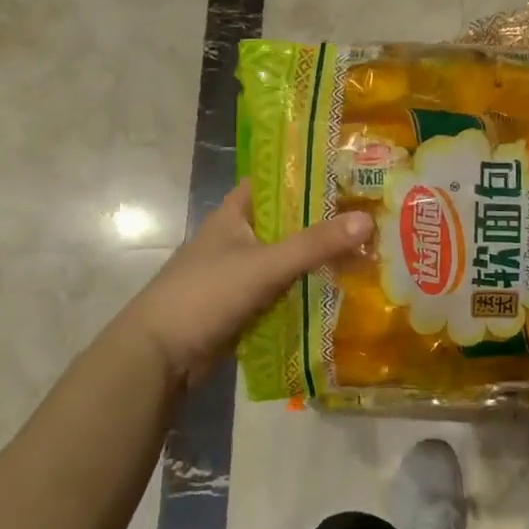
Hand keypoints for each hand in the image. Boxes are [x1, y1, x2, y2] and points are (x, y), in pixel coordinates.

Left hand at [109, 181, 371, 387]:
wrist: (158, 357)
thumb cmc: (206, 295)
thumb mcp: (265, 265)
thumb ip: (315, 244)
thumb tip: (368, 219)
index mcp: (234, 214)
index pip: (275, 181)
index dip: (308, 174)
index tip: (348, 172)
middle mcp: (238, 237)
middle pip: (288, 221)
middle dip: (324, 220)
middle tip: (370, 213)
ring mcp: (240, 272)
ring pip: (288, 256)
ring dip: (318, 256)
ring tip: (366, 249)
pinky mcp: (244, 304)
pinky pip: (283, 288)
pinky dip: (306, 287)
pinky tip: (340, 288)